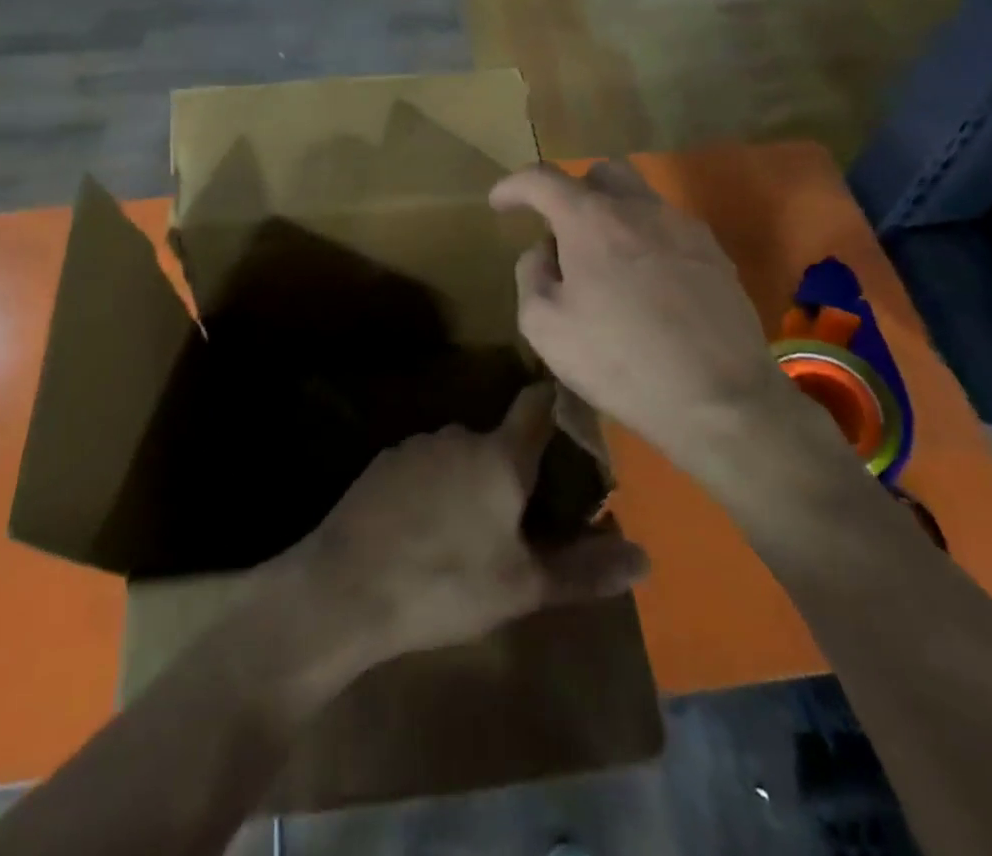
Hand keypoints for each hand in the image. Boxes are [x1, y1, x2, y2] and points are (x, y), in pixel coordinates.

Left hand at [286, 384, 648, 670]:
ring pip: (459, 455)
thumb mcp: (522, 586)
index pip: (537, 405)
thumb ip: (584, 569)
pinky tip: (425, 530)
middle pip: (499, 440)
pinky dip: (434, 488)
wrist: (345, 589)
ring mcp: (415, 445)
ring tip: (470, 532)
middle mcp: (458, 435)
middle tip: (522, 515)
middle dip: (513, 468)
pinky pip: (424, 467)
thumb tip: (646, 558)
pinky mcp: (382, 463)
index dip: (557, 402)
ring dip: (471, 480)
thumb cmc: (445, 584)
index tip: (573, 412)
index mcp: (499, 455)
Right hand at [490, 161, 789, 469]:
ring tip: (603, 263)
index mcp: (591, 220)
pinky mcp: (715, 254)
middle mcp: (639, 208)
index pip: (542, 179)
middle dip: (571, 192)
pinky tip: (645, 285)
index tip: (499, 203)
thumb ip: (531, 274)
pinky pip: (668, 228)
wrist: (720, 399)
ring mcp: (683, 228)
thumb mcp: (545, 326)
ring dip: (611, 216)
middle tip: (560, 231)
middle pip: (600, 173)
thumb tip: (543, 251)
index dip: (513, 186)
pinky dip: (644, 240)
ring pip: (639, 198)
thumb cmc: (620, 361)